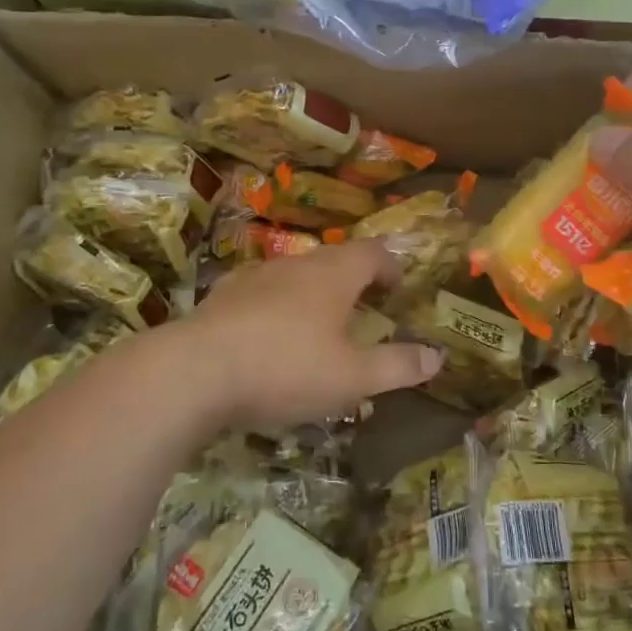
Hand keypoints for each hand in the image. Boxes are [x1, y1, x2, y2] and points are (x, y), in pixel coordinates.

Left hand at [172, 240, 442, 432]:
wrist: (194, 372)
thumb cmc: (286, 368)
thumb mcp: (352, 377)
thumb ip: (397, 366)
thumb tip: (438, 357)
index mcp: (334, 274)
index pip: (374, 253)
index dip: (391, 267)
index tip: (398, 289)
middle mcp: (297, 264)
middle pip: (335, 260)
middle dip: (355, 280)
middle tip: (366, 309)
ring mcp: (256, 276)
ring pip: (297, 275)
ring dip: (315, 293)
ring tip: (320, 326)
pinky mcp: (224, 297)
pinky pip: (263, 293)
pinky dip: (278, 307)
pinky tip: (270, 337)